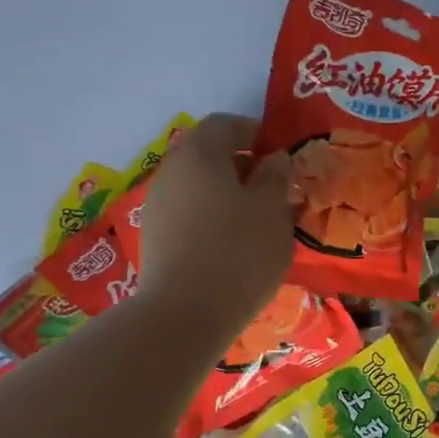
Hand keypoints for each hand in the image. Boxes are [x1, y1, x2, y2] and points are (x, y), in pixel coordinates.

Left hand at [135, 113, 292, 341]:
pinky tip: (235, 245)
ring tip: (261, 223)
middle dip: (245, 167)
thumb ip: (276, 177)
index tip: (283, 157)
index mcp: (200, 153)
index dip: (257, 133)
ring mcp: (158, 205)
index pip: (227, 124)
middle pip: (209, 155)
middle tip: (277, 192)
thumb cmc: (240, 251)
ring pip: (200, 187)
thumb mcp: (273, 210)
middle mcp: (172, 171)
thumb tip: (274, 158)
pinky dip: (214, 218)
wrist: (186, 313)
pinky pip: (191, 213)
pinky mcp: (156, 237)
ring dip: (230, 195)